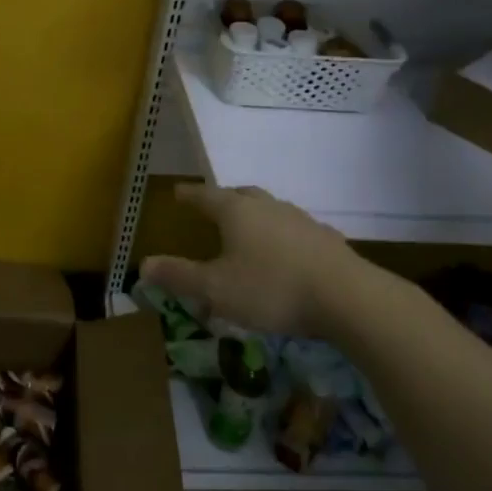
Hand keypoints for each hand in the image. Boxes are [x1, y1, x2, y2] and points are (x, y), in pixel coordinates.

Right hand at [141, 183, 387, 338]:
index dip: (189, 195)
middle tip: (213, 206)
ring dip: (256, 215)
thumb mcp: (216, 289)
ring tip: (249, 230)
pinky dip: (282, 235)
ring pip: (271, 209)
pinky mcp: (326, 239)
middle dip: (224, 199)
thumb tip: (143, 265)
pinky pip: (295, 229)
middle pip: (241, 195)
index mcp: (236, 212)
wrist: (348, 298)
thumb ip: (179, 276)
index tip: (177, 192)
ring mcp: (300, 220)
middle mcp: (268, 207)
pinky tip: (286, 253)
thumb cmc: (272, 289)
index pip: (206, 195)